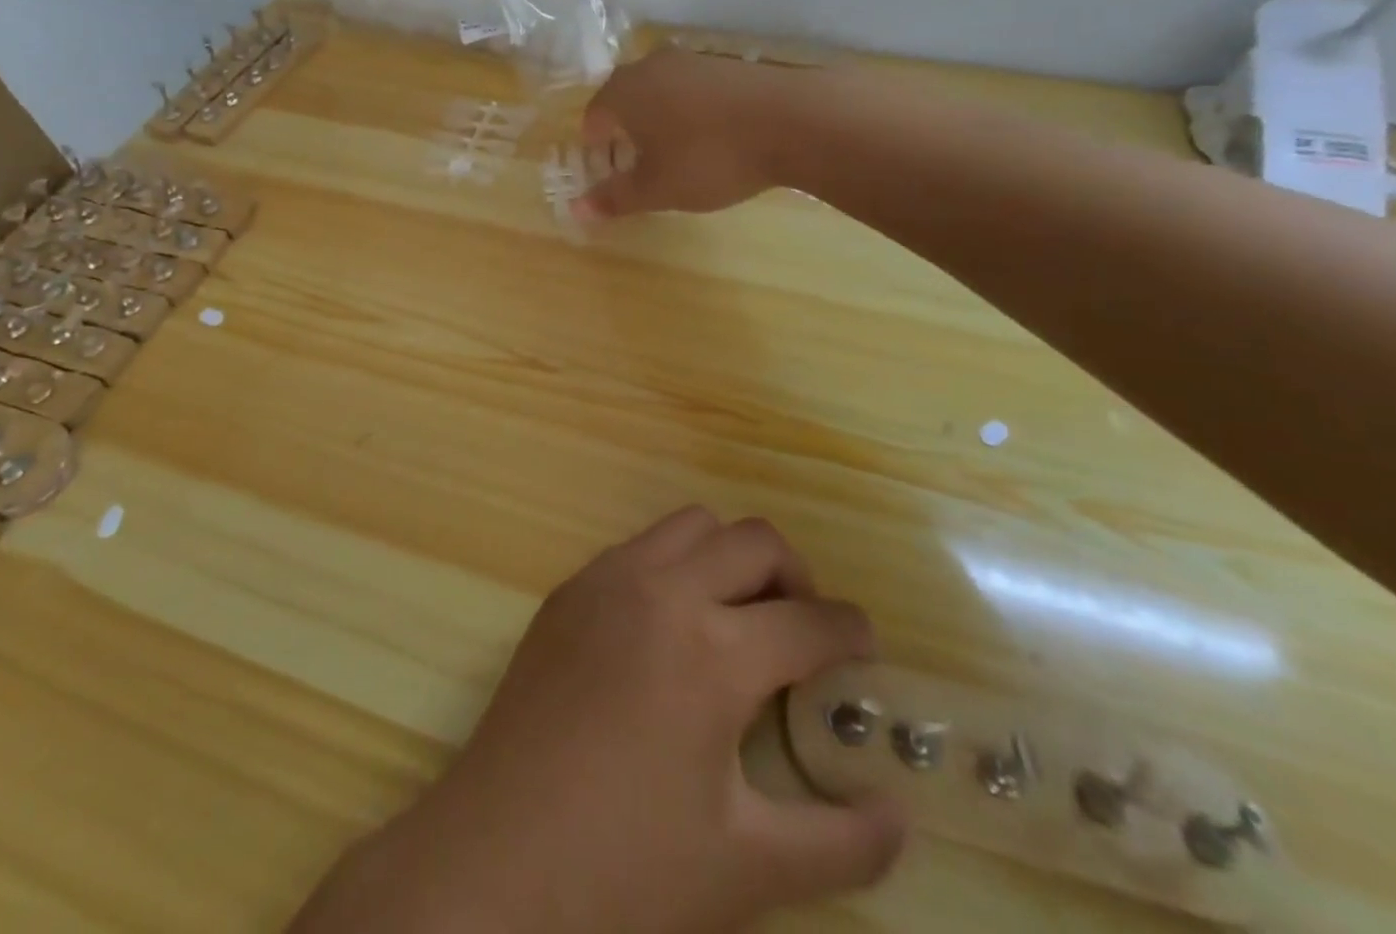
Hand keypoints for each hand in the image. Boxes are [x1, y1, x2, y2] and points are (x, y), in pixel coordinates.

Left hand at [294, 509, 904, 933]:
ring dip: (730, 558)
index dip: (852, 633)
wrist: (495, 860)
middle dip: (796, 576)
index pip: (811, 623)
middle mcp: (662, 590)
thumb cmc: (625, 870)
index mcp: (712, 652)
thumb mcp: (748, 868)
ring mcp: (607, 580)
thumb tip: (900, 811)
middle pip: (754, 540)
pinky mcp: (568, 589)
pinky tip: (669, 629)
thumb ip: (842, 842)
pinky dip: (674, 565)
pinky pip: (639, 546)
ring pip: (692, 525)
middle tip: (801, 632)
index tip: (865, 650)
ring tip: (737, 618)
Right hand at [573, 50, 802, 219]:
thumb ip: (615, 198)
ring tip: (678, 156)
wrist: (794, 120)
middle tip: (640, 168)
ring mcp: (693, 59)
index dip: (596, 151)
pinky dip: (691, 112)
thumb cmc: (710, 157)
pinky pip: (693, 89)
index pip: (593, 118)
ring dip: (659, 122)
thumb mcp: (658, 188)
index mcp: (624, 91)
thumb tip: (576, 210)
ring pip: (660, 92)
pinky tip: (713, 138)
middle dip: (626, 135)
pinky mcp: (728, 63)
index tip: (611, 176)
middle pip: (624, 100)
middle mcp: (652, 65)